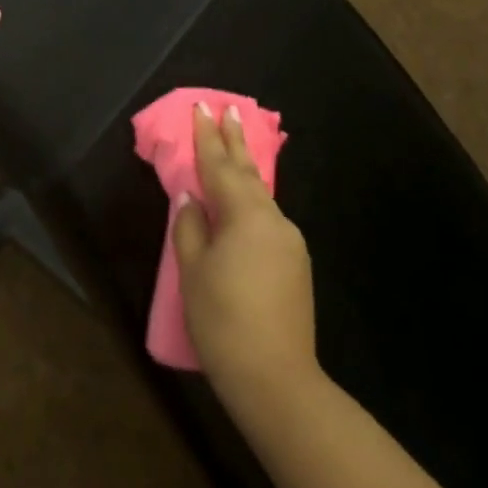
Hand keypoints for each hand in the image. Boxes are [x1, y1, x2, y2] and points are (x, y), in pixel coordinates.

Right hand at [173, 103, 318, 404]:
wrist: (277, 380)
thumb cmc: (224, 321)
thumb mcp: (193, 272)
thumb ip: (190, 227)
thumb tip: (192, 197)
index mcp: (245, 215)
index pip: (220, 166)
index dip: (207, 137)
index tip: (203, 107)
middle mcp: (273, 219)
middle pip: (248, 172)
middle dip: (235, 141)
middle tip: (229, 110)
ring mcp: (290, 242)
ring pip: (260, 197)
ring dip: (245, 172)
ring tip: (233, 152)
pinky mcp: (297, 265)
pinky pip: (268, 220)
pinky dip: (252, 204)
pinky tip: (244, 208)